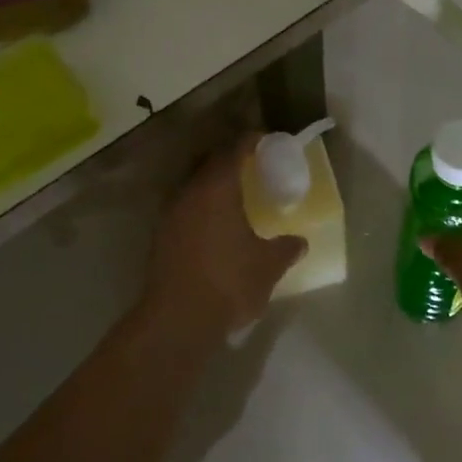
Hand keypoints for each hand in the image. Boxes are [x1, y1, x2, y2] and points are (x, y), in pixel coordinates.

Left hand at [140, 134, 306, 341]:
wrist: (177, 320)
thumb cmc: (229, 282)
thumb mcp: (268, 265)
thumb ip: (286, 248)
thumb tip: (299, 242)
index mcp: (217, 188)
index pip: (234, 150)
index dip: (251, 141)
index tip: (266, 141)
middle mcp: (190, 193)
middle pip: (210, 164)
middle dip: (231, 161)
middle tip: (254, 168)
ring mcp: (171, 215)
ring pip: (195, 187)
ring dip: (214, 186)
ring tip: (236, 198)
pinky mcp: (161, 238)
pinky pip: (186, 209)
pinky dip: (202, 209)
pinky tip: (217, 227)